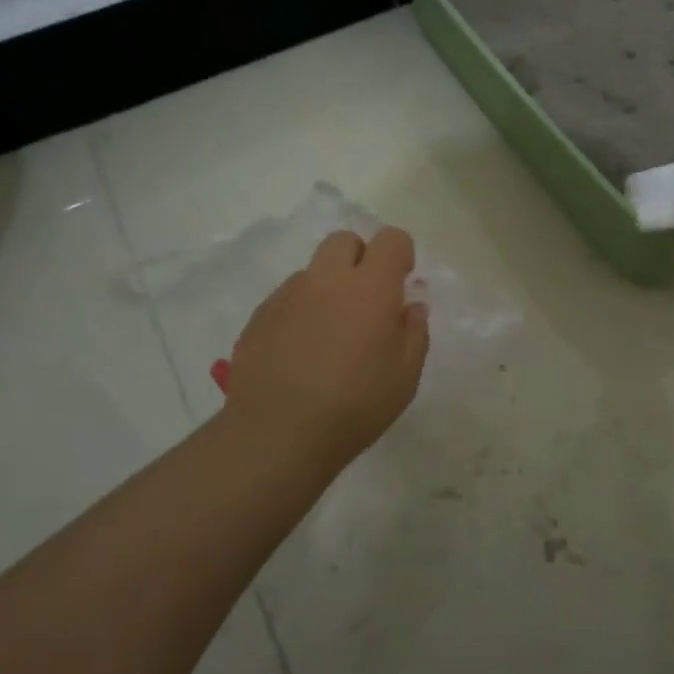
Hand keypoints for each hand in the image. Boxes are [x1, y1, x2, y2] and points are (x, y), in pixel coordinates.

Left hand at [225, 227, 429, 467]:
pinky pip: (286, 299)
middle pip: (344, 241)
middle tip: (365, 300)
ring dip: (327, 288)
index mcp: (369, 287)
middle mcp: (327, 280)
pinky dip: (300, 313)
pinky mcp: (258, 317)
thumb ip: (414, 332)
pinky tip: (300, 352)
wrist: (277, 435)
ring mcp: (287, 295)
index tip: (401, 283)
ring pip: (313, 272)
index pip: (390, 239)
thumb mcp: (405, 376)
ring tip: (329, 335)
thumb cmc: (355, 406)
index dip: (400, 255)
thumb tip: (410, 307)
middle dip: (360, 258)